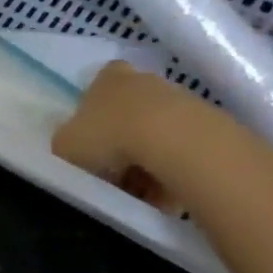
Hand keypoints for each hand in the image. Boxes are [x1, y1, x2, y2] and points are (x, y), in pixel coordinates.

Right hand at [51, 62, 202, 206]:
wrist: (173, 141)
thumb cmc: (108, 136)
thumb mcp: (65, 145)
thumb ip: (65, 143)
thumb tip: (72, 147)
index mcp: (107, 78)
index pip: (97, 87)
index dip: (92, 115)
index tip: (92, 142)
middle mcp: (144, 81)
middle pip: (129, 113)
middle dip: (121, 143)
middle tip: (114, 174)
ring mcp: (179, 99)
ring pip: (156, 135)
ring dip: (148, 162)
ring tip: (141, 192)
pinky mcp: (207, 123)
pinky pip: (181, 152)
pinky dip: (172, 172)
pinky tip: (165, 193)